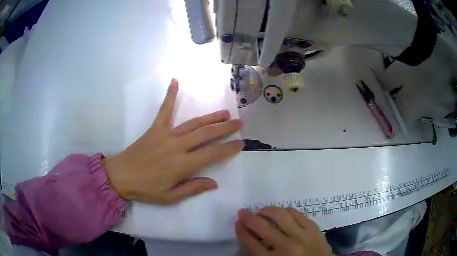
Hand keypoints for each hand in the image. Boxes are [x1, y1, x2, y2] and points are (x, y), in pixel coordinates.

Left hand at [103, 78, 243, 203]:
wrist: (121, 176)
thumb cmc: (146, 189)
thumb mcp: (170, 197)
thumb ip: (193, 188)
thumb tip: (214, 183)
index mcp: (183, 165)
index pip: (212, 154)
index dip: (228, 148)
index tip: (240, 143)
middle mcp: (178, 146)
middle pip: (206, 134)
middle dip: (225, 128)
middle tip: (239, 122)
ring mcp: (166, 134)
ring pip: (193, 123)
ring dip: (210, 117)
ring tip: (225, 112)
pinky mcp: (155, 128)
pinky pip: (164, 110)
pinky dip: (170, 95)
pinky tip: (175, 81)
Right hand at [236, 207, 334, 255]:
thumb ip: (259, 252)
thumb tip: (249, 233)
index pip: (249, 242)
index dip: (241, 230)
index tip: (238, 223)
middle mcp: (285, 247)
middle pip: (261, 227)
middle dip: (248, 217)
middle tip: (243, 212)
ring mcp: (301, 236)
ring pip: (280, 215)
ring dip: (267, 210)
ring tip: (262, 211)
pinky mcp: (313, 228)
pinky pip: (296, 213)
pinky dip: (285, 211)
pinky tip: (281, 213)